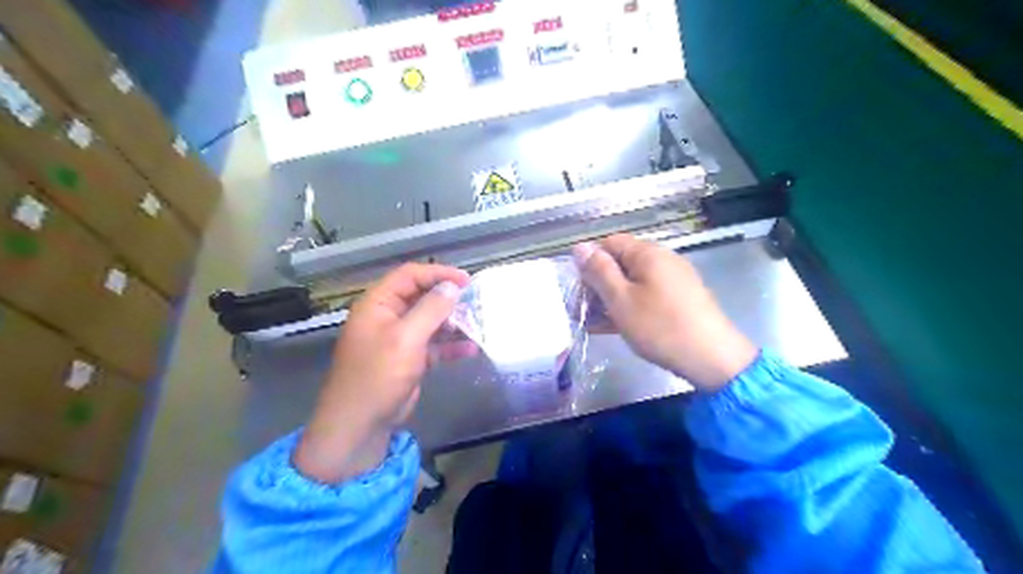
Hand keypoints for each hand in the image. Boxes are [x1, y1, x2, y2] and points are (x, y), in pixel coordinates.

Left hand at [296, 264, 471, 483]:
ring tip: (478, 324)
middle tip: (476, 303)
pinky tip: (471, 349)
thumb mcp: (406, 338)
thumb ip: (431, 309)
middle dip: (449, 299)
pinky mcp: (409, 359)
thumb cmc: (378, 375)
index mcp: (378, 304)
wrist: (360, 424)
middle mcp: (387, 316)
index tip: (467, 281)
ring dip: (453, 323)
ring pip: (430, 321)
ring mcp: (399, 339)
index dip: (438, 274)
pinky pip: (433, 345)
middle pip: (422, 297)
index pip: (410, 276)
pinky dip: (450, 346)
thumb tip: (452, 287)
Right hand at [574, 231, 756, 390]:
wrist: (712, 359)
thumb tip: (580, 246)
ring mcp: (674, 281)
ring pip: (633, 283)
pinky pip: (647, 297)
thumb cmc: (660, 326)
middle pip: (622, 263)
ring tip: (593, 322)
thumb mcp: (621, 299)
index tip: (578, 286)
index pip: (610, 243)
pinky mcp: (680, 301)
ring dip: (611, 299)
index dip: (590, 261)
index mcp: (648, 254)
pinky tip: (615, 327)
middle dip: (599, 283)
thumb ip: (599, 271)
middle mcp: (663, 261)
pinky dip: (630, 307)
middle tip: (583, 309)